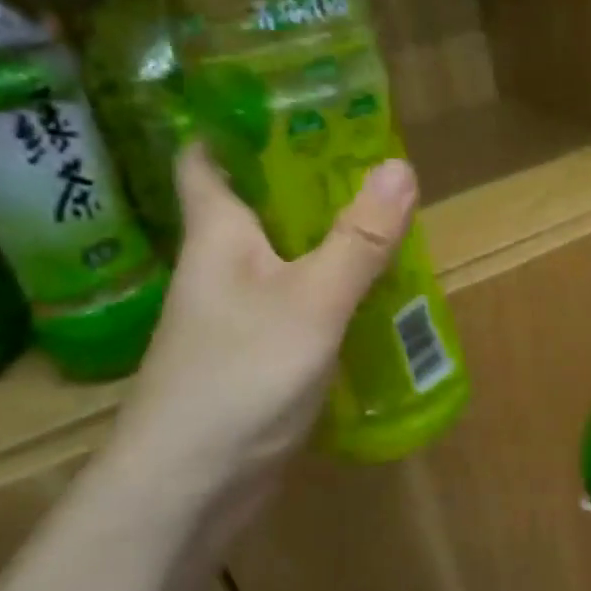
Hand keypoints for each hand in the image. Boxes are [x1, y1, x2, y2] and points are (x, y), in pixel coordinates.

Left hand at [106, 144, 416, 506]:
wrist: (189, 488)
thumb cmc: (240, 375)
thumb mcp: (312, 301)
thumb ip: (358, 239)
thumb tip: (401, 166)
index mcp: (218, 234)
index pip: (207, 159)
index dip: (236, 124)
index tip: (289, 102)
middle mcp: (221, 266)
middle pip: (260, 206)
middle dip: (309, 181)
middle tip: (371, 160)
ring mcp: (237, 314)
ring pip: (286, 258)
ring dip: (328, 240)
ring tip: (387, 220)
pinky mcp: (256, 356)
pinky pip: (299, 306)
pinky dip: (332, 293)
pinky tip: (373, 294)